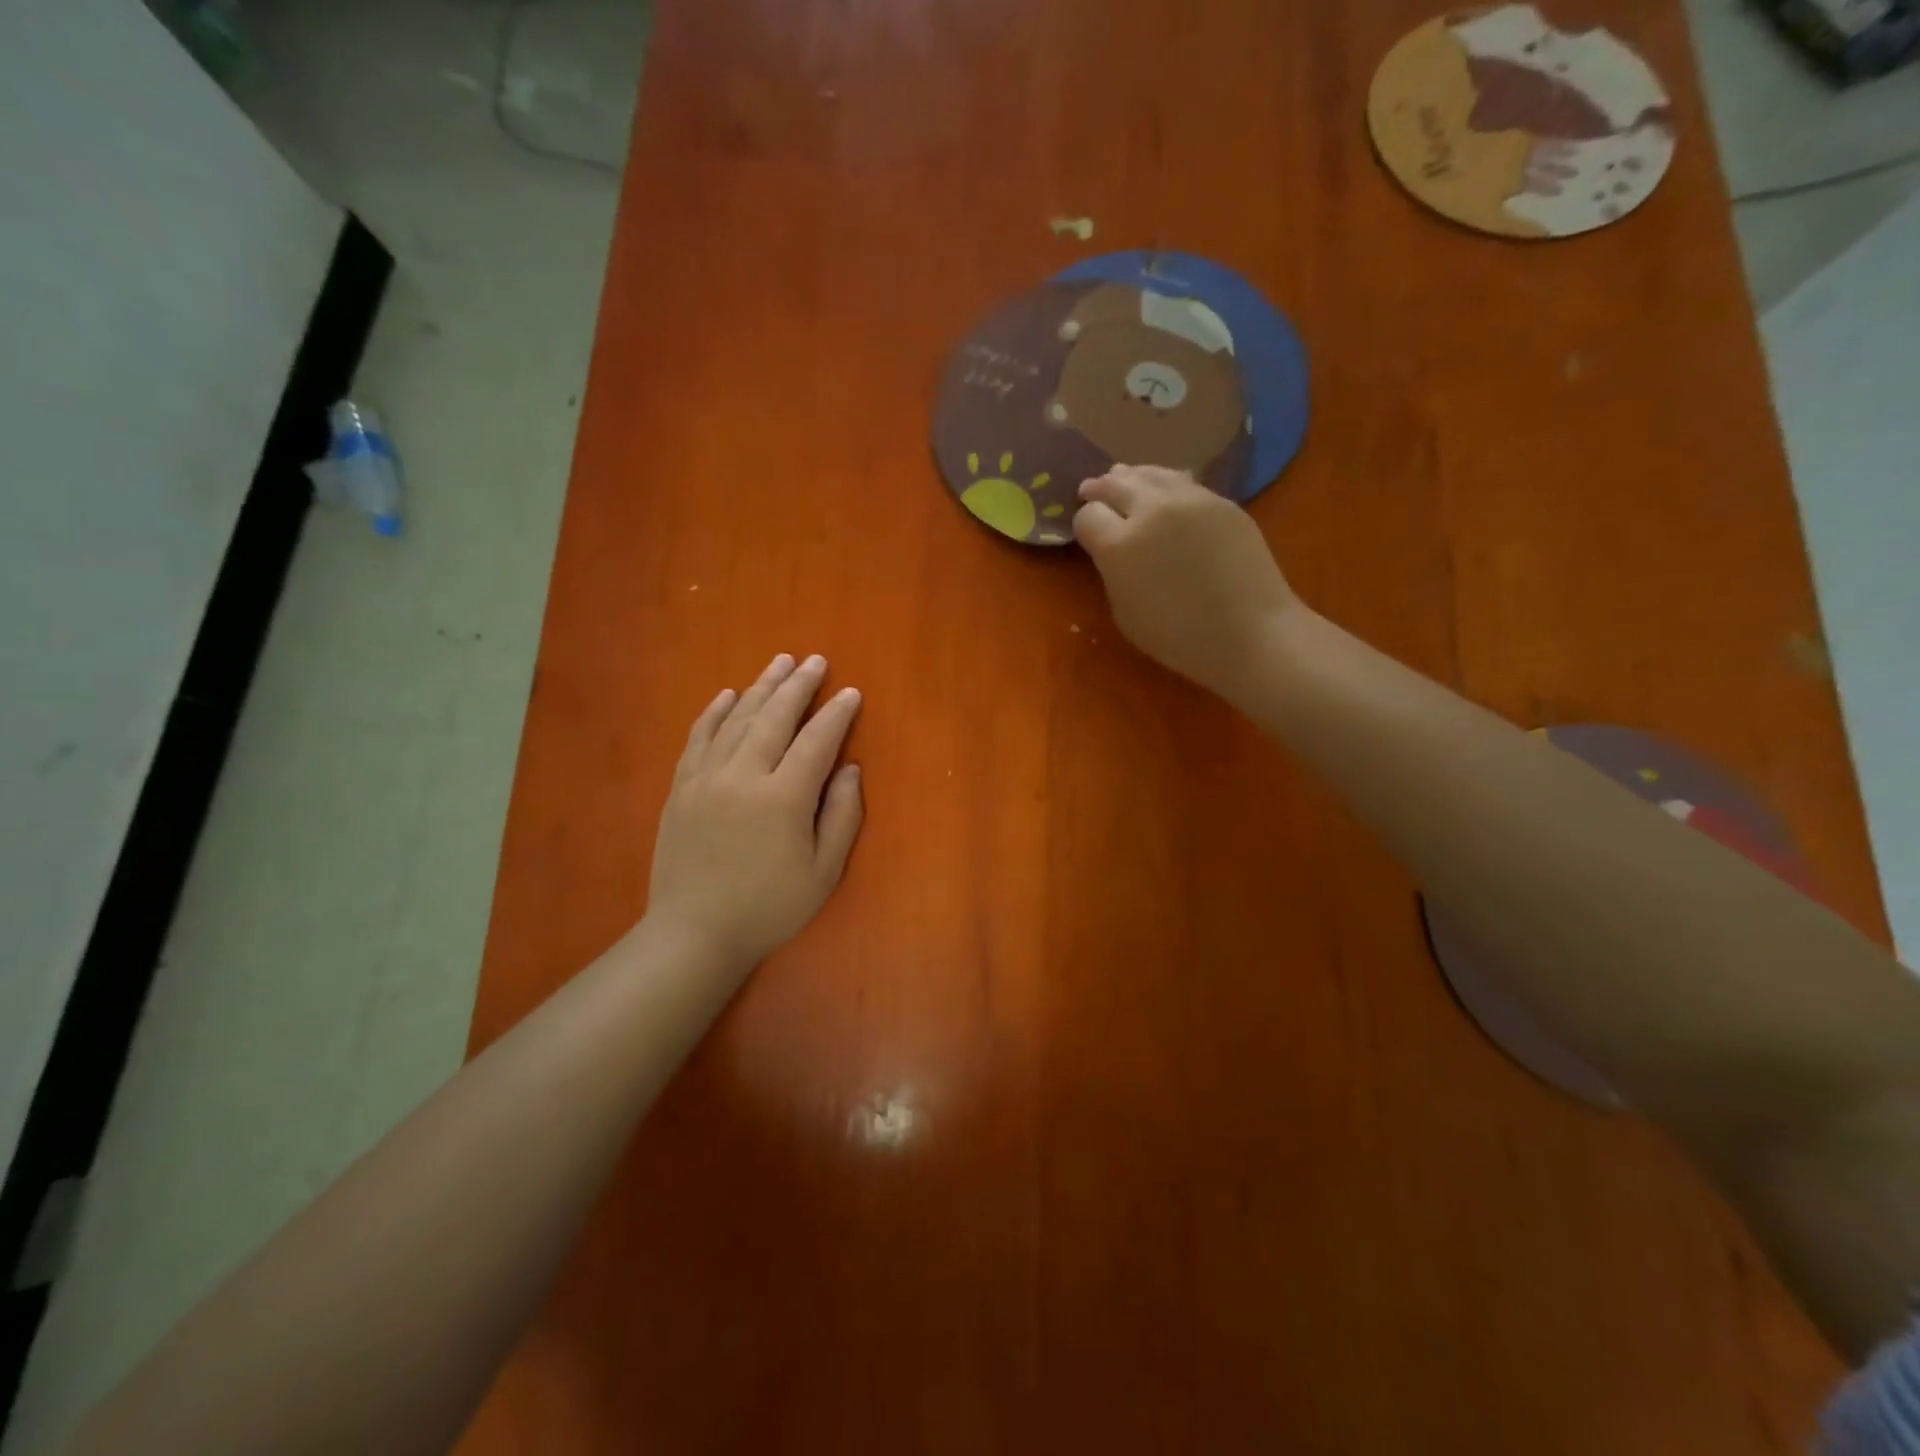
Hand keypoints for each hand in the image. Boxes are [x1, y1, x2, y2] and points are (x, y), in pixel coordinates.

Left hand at [646, 653, 864, 975]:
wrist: (695, 933)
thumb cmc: (769, 907)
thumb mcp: (823, 872)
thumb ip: (841, 816)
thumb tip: (850, 768)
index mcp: (783, 798)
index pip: (817, 741)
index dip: (837, 714)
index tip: (851, 692)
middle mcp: (743, 776)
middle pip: (774, 717)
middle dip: (798, 685)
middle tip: (815, 661)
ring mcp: (706, 778)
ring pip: (737, 719)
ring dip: (761, 687)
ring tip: (780, 663)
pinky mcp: (681, 788)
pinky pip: (699, 737)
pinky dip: (715, 712)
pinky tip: (727, 695)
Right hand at [1074, 465, 1295, 702]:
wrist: (1250, 632)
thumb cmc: (1179, 637)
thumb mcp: (1125, 613)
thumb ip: (1112, 572)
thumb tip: (1112, 550)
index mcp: (1119, 546)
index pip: (1088, 516)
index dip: (1084, 523)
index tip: (1088, 532)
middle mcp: (1150, 510)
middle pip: (1114, 485)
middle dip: (1099, 489)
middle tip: (1091, 491)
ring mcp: (1189, 499)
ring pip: (1149, 473)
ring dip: (1131, 478)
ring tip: (1123, 480)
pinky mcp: (1220, 500)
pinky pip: (1182, 481)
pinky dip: (1164, 483)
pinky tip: (1162, 490)